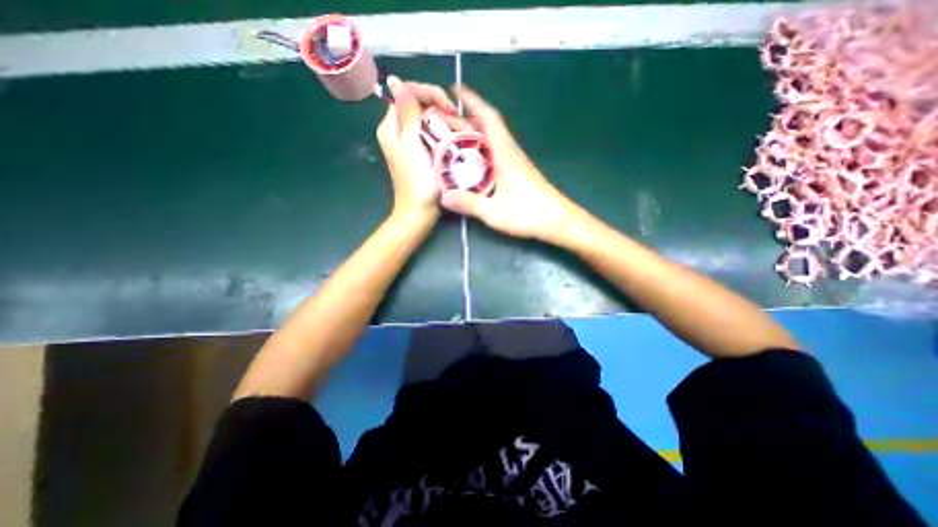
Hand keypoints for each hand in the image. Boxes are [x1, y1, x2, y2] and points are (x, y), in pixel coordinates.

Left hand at [376, 74, 459, 220]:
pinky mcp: (420, 154)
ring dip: (446, 123)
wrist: (419, 213)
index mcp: (391, 127)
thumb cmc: (417, 183)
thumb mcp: (411, 146)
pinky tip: (455, 141)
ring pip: (428, 121)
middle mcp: (398, 132)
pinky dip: (444, 135)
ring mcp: (409, 143)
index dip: (431, 95)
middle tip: (458, 124)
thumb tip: (396, 81)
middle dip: (441, 110)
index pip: (408, 94)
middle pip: (420, 106)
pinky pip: (432, 135)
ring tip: (461, 133)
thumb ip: (406, 114)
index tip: (450, 110)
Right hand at [438, 86, 584, 241]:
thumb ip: (469, 204)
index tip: (456, 89)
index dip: (473, 101)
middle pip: (489, 127)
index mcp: (505, 155)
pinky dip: (482, 149)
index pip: (489, 119)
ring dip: (474, 133)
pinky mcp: (518, 171)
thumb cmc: (529, 214)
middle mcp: (511, 153)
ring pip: (493, 139)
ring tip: (453, 138)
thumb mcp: (495, 212)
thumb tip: (442, 196)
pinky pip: (496, 152)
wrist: (558, 221)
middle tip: (444, 121)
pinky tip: (472, 162)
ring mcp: (516, 162)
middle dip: (467, 119)